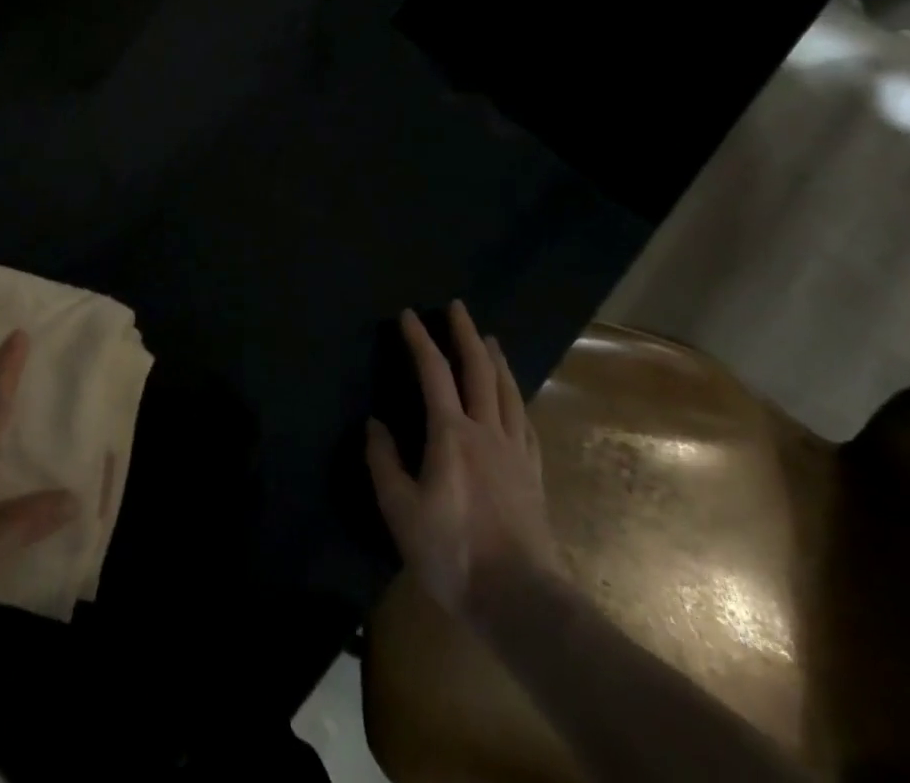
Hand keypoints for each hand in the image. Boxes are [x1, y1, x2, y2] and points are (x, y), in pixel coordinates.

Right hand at [366, 302, 563, 622]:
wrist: (522, 602)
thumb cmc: (453, 553)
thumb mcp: (401, 510)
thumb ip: (384, 462)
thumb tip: (375, 425)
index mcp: (451, 434)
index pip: (433, 372)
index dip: (419, 340)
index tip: (407, 314)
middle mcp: (487, 432)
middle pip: (479, 371)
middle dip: (466, 334)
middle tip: (457, 307)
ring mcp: (516, 453)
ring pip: (509, 392)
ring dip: (496, 360)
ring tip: (490, 339)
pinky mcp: (534, 476)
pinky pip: (526, 424)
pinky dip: (517, 400)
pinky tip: (516, 399)